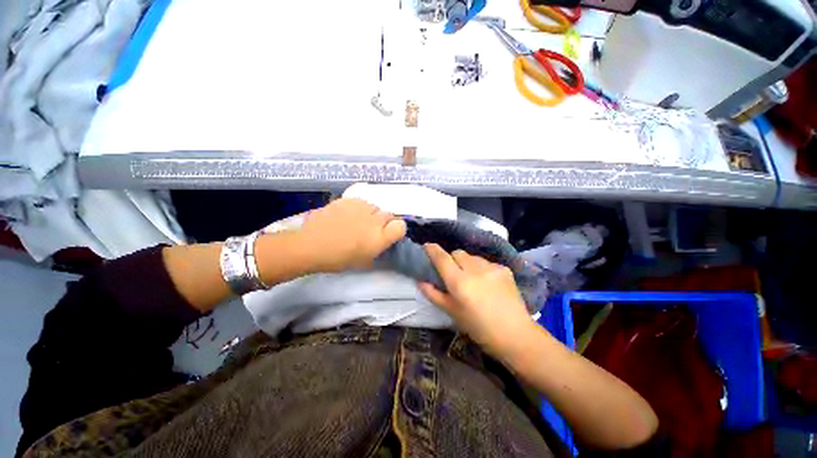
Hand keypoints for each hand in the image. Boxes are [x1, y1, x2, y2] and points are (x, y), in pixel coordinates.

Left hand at [297, 198, 406, 272]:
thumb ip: (379, 248)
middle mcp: (374, 219)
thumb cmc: (338, 259)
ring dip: (371, 214)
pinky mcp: (349, 199)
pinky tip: (347, 215)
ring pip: (375, 207)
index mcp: (380, 238)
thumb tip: (383, 240)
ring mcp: (361, 207)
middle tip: (370, 230)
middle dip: (383, 222)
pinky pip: (361, 202)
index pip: (401, 226)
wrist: (310, 245)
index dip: (397, 230)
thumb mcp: (364, 260)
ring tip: (357, 221)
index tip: (389, 234)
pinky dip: (359, 208)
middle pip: (389, 214)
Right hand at [419, 243, 537, 358]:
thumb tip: (420, 281)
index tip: (427, 246)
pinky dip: (481, 268)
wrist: (515, 334)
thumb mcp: (452, 312)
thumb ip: (434, 294)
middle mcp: (474, 269)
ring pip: (472, 257)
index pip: (442, 258)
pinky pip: (486, 262)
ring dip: (467, 263)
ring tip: (472, 279)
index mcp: (459, 282)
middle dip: (451, 259)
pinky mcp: (504, 268)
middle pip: (457, 253)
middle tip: (453, 273)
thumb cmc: (479, 328)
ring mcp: (491, 267)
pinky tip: (487, 283)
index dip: (432, 250)